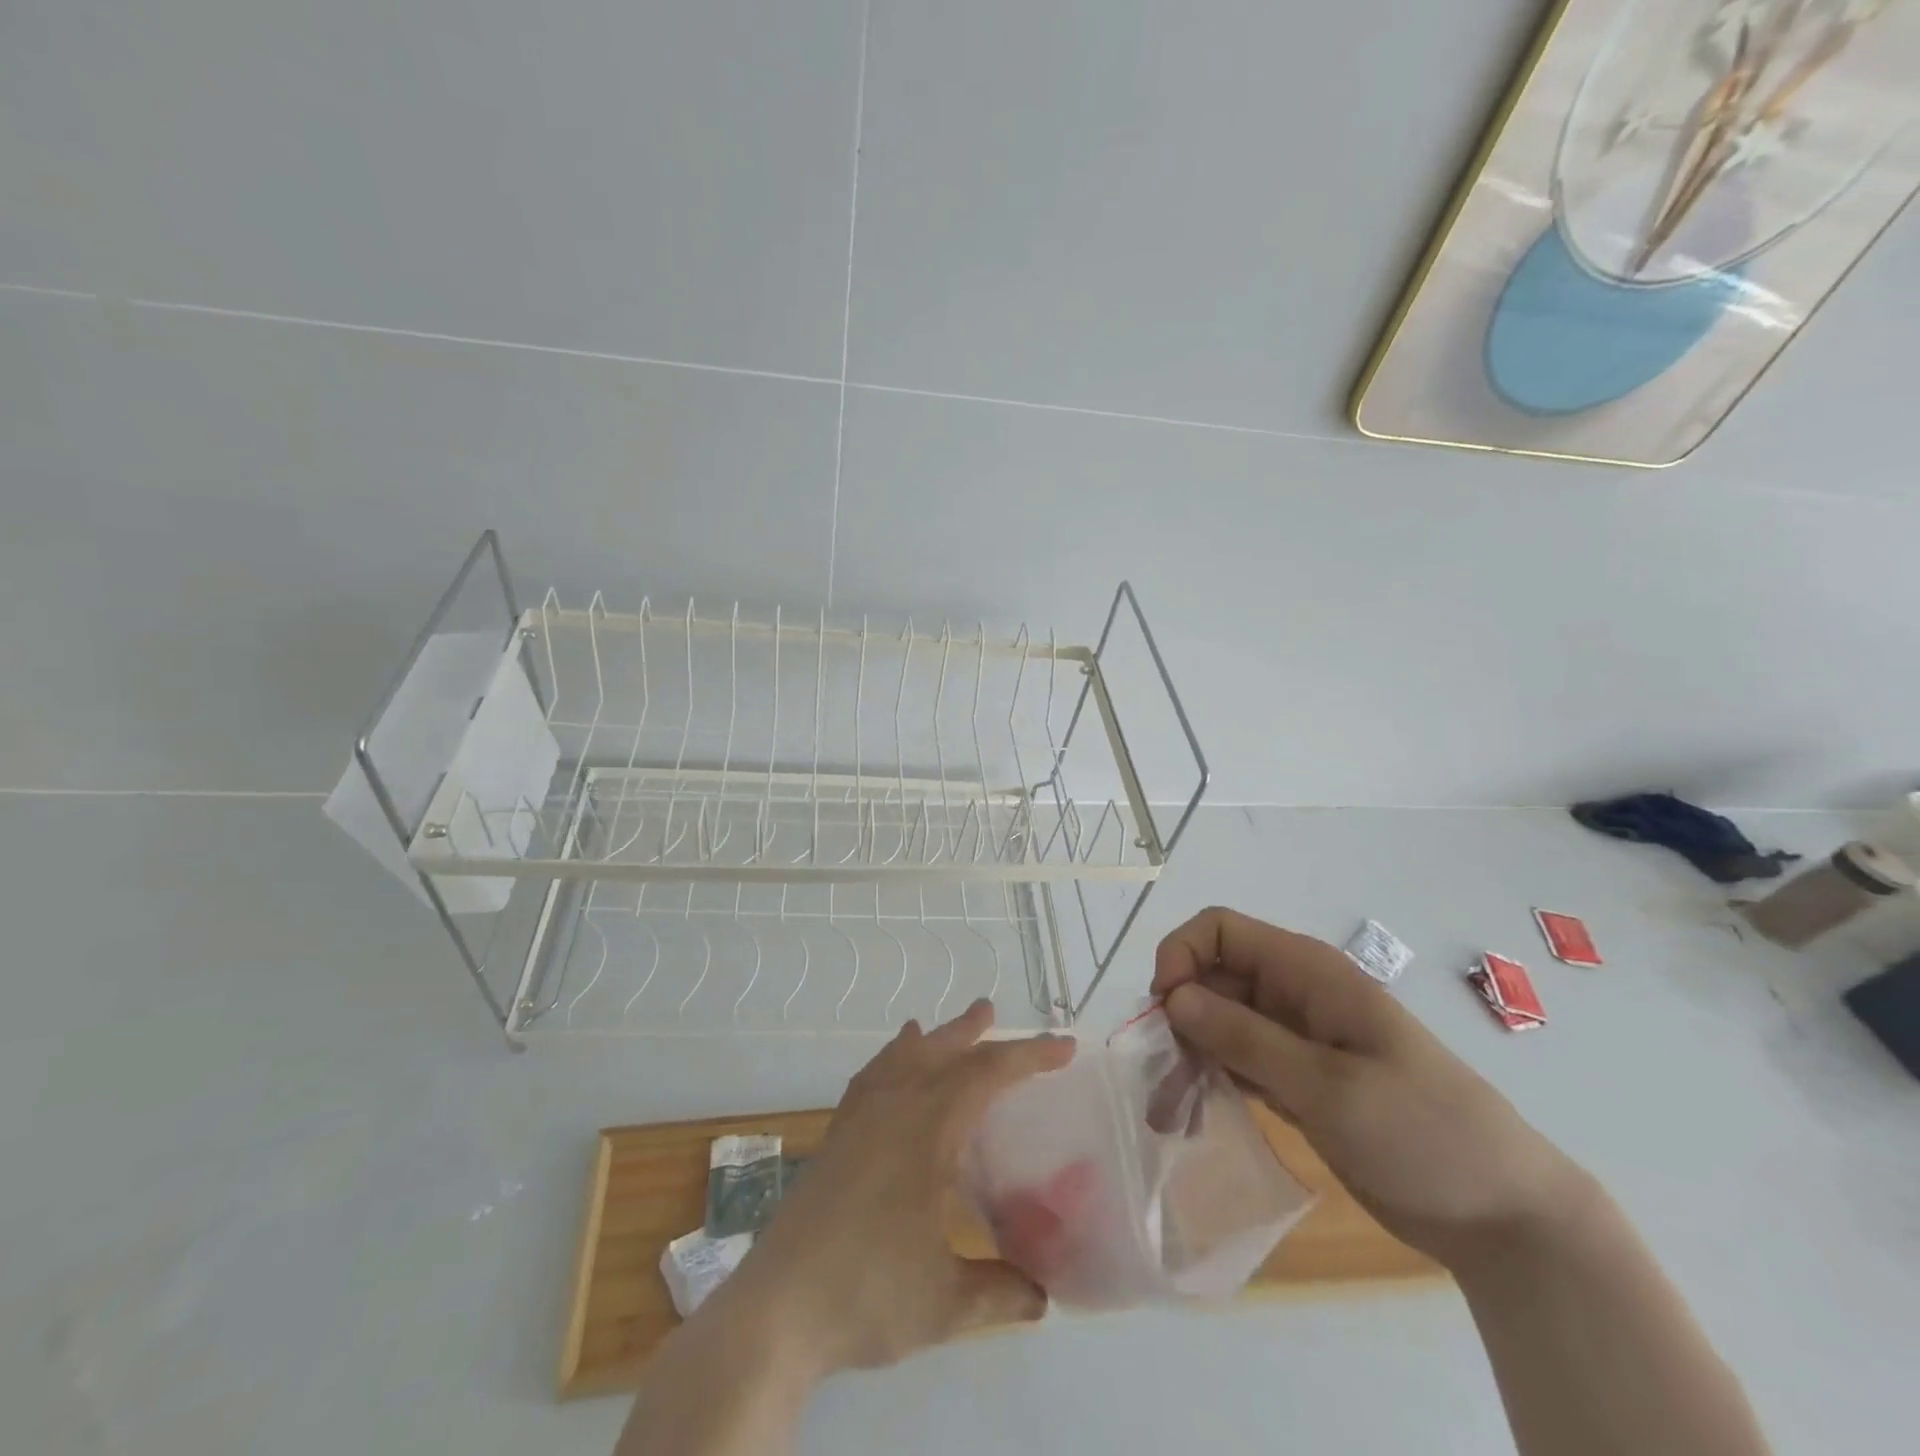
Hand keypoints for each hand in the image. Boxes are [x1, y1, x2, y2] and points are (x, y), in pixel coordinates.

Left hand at [716, 999, 1074, 1376]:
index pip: (987, 1075)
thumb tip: (1044, 1298)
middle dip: (972, 1033)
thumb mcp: (946, 1304)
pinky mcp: (835, 1136)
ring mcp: (858, 1119)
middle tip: (991, 1012)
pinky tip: (888, 1068)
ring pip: (900, 1059)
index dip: (1028, 1057)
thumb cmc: (866, 1295)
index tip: (1064, 1047)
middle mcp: (893, 1109)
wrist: (777, 1308)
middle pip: (941, 1053)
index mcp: (927, 1130)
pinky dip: (887, 1061)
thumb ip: (1000, 1293)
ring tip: (938, 1027)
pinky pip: (869, 1078)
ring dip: (928, 1040)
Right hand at [1153, 908, 1589, 1271]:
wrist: (1502, 1217)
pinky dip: (1211, 1076)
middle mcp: (1294, 994)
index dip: (1182, 955)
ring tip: (1168, 1104)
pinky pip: (1236, 1060)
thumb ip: (1245, 1038)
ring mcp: (1295, 1038)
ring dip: (1188, 1050)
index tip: (1166, 1011)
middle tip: (1162, 1071)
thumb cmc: (1421, 1133)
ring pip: (1218, 1020)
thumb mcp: (1327, 1085)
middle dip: (1178, 1011)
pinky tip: (1195, 1112)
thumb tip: (1173, 997)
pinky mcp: (1296, 1079)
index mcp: (1307, 972)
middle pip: (1212, 975)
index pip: (1220, 931)